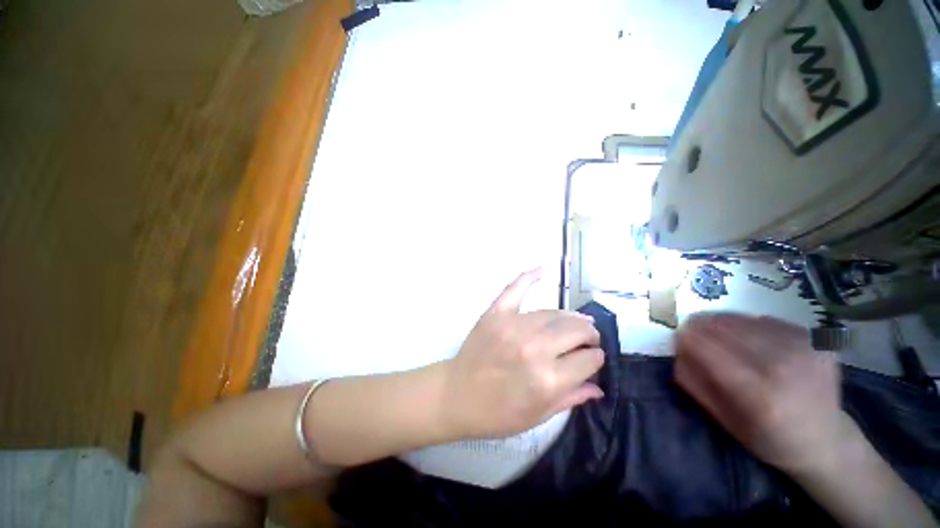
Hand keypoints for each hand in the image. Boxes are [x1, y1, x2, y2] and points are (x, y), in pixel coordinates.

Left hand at [442, 269, 604, 438]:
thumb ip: (571, 398)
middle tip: (588, 338)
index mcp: (547, 379)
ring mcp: (513, 326)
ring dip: (570, 317)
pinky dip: (528, 277)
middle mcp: (534, 348)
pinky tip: (543, 269)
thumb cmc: (497, 413)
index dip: (596, 359)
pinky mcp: (495, 314)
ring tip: (575, 322)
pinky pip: (515, 289)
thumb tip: (598, 385)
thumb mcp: (538, 416)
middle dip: (589, 334)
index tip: (594, 358)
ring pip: (553, 313)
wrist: (456, 395)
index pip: (589, 360)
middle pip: (575, 330)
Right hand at [675, 313, 849, 473]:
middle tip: (690, 327)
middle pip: (728, 330)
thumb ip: (696, 384)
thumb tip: (677, 348)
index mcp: (759, 395)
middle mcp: (784, 368)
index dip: (688, 337)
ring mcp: (805, 351)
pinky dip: (748, 323)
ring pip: (747, 320)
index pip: (711, 350)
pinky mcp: (817, 341)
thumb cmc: (769, 438)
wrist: (827, 440)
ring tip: (712, 327)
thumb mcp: (725, 421)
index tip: (677, 334)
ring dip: (722, 321)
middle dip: (702, 325)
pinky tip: (745, 333)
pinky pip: (768, 321)